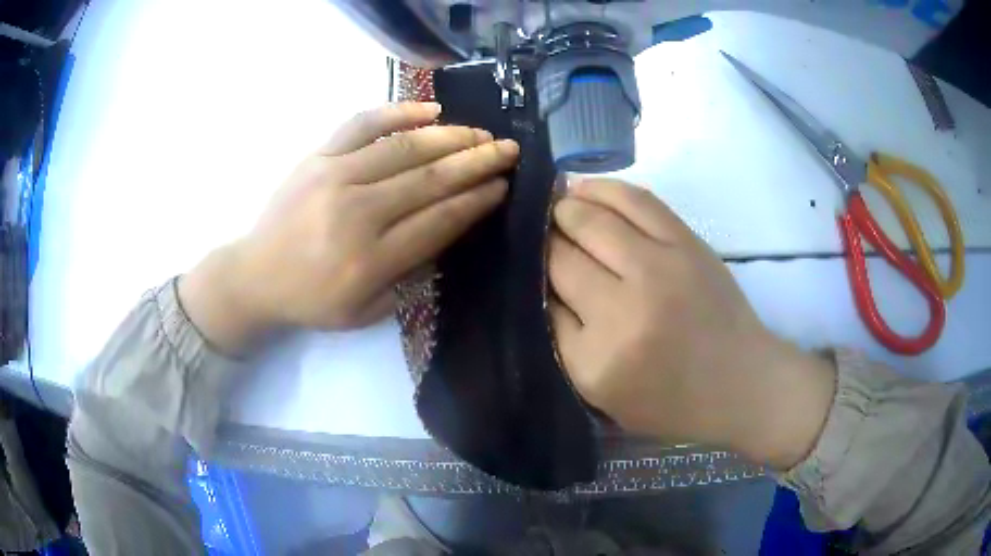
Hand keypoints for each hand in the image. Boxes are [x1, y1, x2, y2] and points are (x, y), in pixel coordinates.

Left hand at [181, 102, 518, 351]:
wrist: (255, 276)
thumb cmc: (312, 300)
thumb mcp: (365, 311)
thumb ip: (407, 274)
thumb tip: (446, 229)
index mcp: (370, 260)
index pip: (438, 220)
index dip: (476, 200)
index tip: (503, 185)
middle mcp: (356, 213)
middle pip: (429, 179)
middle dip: (477, 162)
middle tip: (508, 150)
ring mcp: (334, 177)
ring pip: (404, 148)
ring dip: (450, 137)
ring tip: (481, 132)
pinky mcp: (316, 157)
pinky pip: (361, 124)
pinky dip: (397, 112)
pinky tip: (430, 109)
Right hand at [549, 179, 834, 468]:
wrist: (741, 383)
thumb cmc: (672, 402)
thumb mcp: (602, 394)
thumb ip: (566, 340)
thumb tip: (542, 281)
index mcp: (596, 360)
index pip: (543, 298)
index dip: (533, 275)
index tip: (527, 265)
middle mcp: (623, 310)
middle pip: (561, 254)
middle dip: (543, 240)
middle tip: (539, 234)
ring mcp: (659, 268)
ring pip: (590, 218)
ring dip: (565, 207)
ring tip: (558, 206)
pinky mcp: (686, 243)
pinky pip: (634, 200)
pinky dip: (602, 189)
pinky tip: (585, 189)